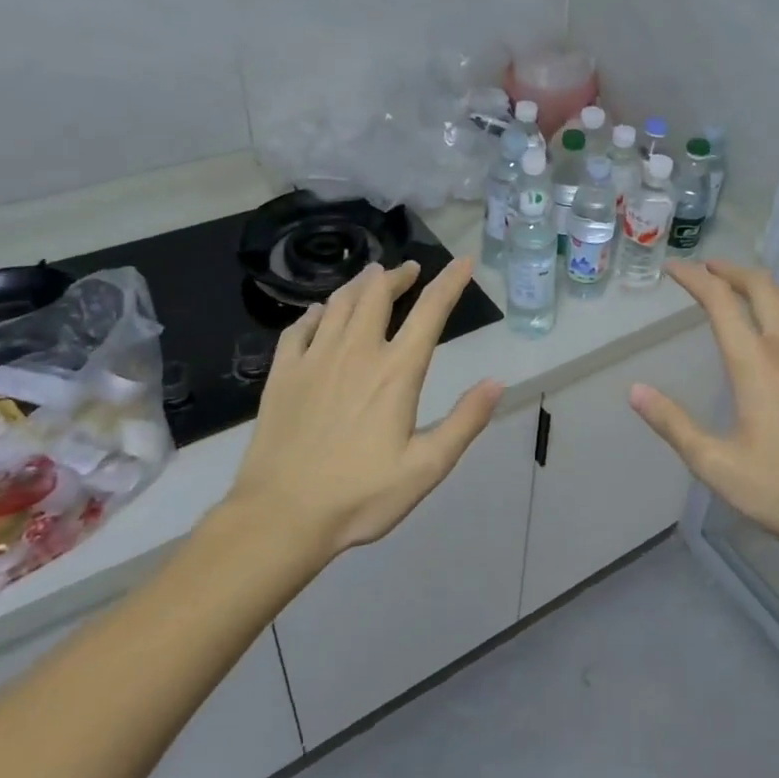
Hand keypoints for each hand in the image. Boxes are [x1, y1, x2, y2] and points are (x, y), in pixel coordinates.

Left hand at [229, 258, 504, 556]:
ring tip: (372, 279)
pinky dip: (315, 312)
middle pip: (377, 294)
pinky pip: (299, 327)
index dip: (450, 282)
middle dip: (397, 275)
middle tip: (409, 270)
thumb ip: (465, 421)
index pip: (430, 312)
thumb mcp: (427, 467)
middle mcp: (356, 352)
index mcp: (396, 371)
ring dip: (360, 285)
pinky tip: (319, 313)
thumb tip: (497, 382)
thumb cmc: (361, 495)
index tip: (462, 262)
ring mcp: (314, 359)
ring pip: (338, 303)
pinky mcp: (283, 374)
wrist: (281, 516)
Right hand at [629, 260, 778, 557]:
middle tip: (705, 270)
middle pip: (760, 285)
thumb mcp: (717, 466)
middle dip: (729, 270)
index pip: (720, 301)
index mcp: (755, 364)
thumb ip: (674, 424)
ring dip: (763, 284)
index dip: (694, 278)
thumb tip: (636, 390)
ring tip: (742, 290)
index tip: (674, 268)